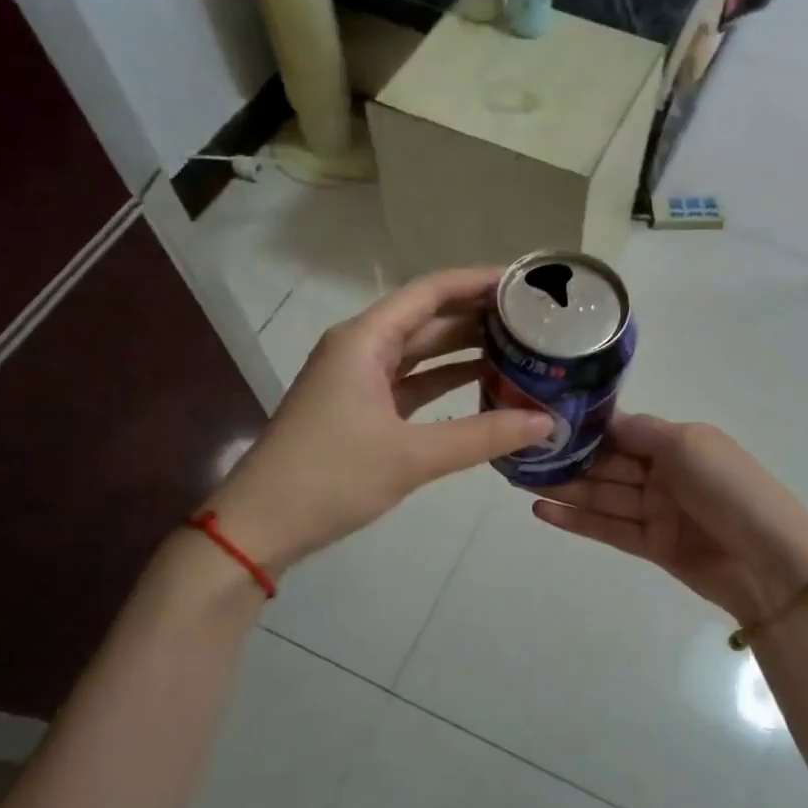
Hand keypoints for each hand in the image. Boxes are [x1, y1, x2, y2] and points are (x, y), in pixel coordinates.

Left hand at [205, 269, 552, 573]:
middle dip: (477, 315)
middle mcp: (361, 348)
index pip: (431, 292)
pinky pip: (410, 382)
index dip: (477, 282)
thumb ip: (483, 436)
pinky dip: (444, 382)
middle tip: (534, 318)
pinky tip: (482, 386)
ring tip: (519, 346)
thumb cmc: (331, 477)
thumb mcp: (412, 456)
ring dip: (463, 349)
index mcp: (365, 340)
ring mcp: (357, 379)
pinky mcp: (359, 409)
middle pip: (427, 318)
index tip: (524, 282)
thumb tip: (547, 423)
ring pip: (420, 352)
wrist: (260, 525)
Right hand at [531, 414, 807, 621]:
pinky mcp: (651, 545)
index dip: (586, 427)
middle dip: (568, 458)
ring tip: (520, 481)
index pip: (622, 430)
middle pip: (607, 463)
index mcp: (678, 442)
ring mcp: (657, 511)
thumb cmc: (730, 489)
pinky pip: (608, 528)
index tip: (544, 420)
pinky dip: (576, 520)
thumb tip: (603, 419)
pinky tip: (542, 510)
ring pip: (602, 495)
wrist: (770, 562)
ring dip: (564, 488)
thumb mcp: (688, 444)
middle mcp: (664, 473)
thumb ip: (640, 431)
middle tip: (519, 454)